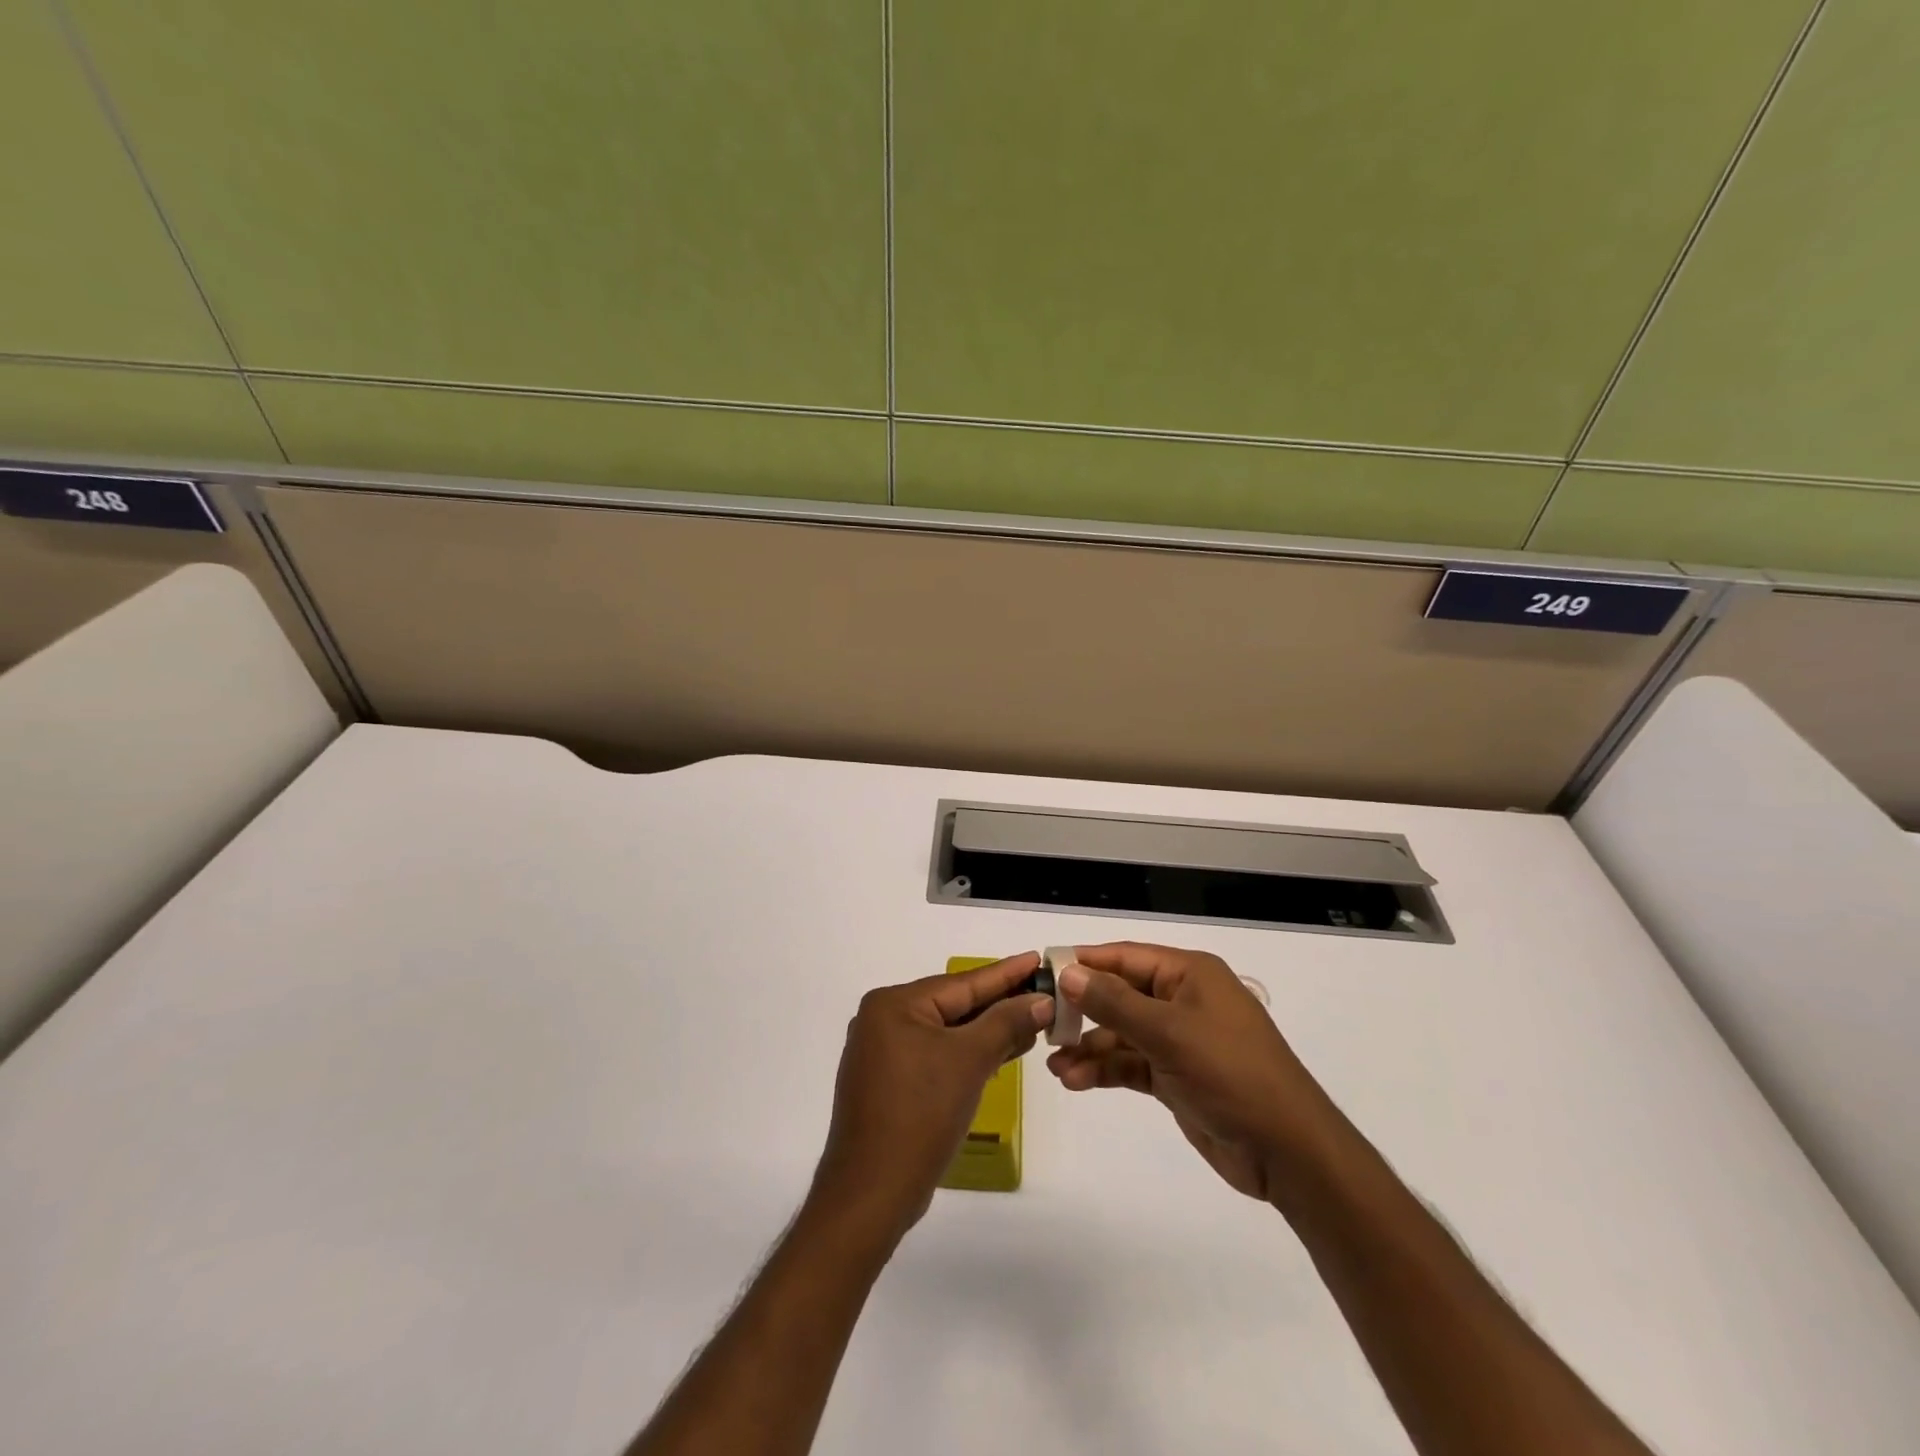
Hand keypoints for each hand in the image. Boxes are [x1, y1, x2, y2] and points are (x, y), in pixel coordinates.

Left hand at [811, 954, 1052, 1241]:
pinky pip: (935, 1056)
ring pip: (945, 1032)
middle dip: (998, 1004)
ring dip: (986, 1031)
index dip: (1005, 973)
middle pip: (952, 1005)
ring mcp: (881, 1054)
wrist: (872, 1194)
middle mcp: (881, 1020)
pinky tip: (997, 1053)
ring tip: (1030, 1023)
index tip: (1037, 958)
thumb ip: (1006, 1023)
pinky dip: (965, 1054)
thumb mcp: (970, 1061)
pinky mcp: (887, 1084)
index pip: (961, 983)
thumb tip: (1040, 1000)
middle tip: (1042, 993)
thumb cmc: (921, 1115)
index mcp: (893, 1004)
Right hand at [1046, 942, 1344, 1203]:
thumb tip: (1069, 973)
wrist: (1287, 1150)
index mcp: (1189, 974)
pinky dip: (1105, 1070)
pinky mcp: (1177, 1076)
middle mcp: (1182, 1000)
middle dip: (1082, 1010)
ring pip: (1122, 1033)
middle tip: (1044, 1025)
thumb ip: (1114, 1003)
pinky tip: (1076, 1081)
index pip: (1125, 957)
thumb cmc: (1231, 1073)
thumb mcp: (1168, 1033)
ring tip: (1055, 1066)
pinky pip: (1131, 1064)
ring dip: (1089, 1047)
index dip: (1085, 963)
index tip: (1043, 972)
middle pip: (1120, 994)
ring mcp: (1180, 1040)